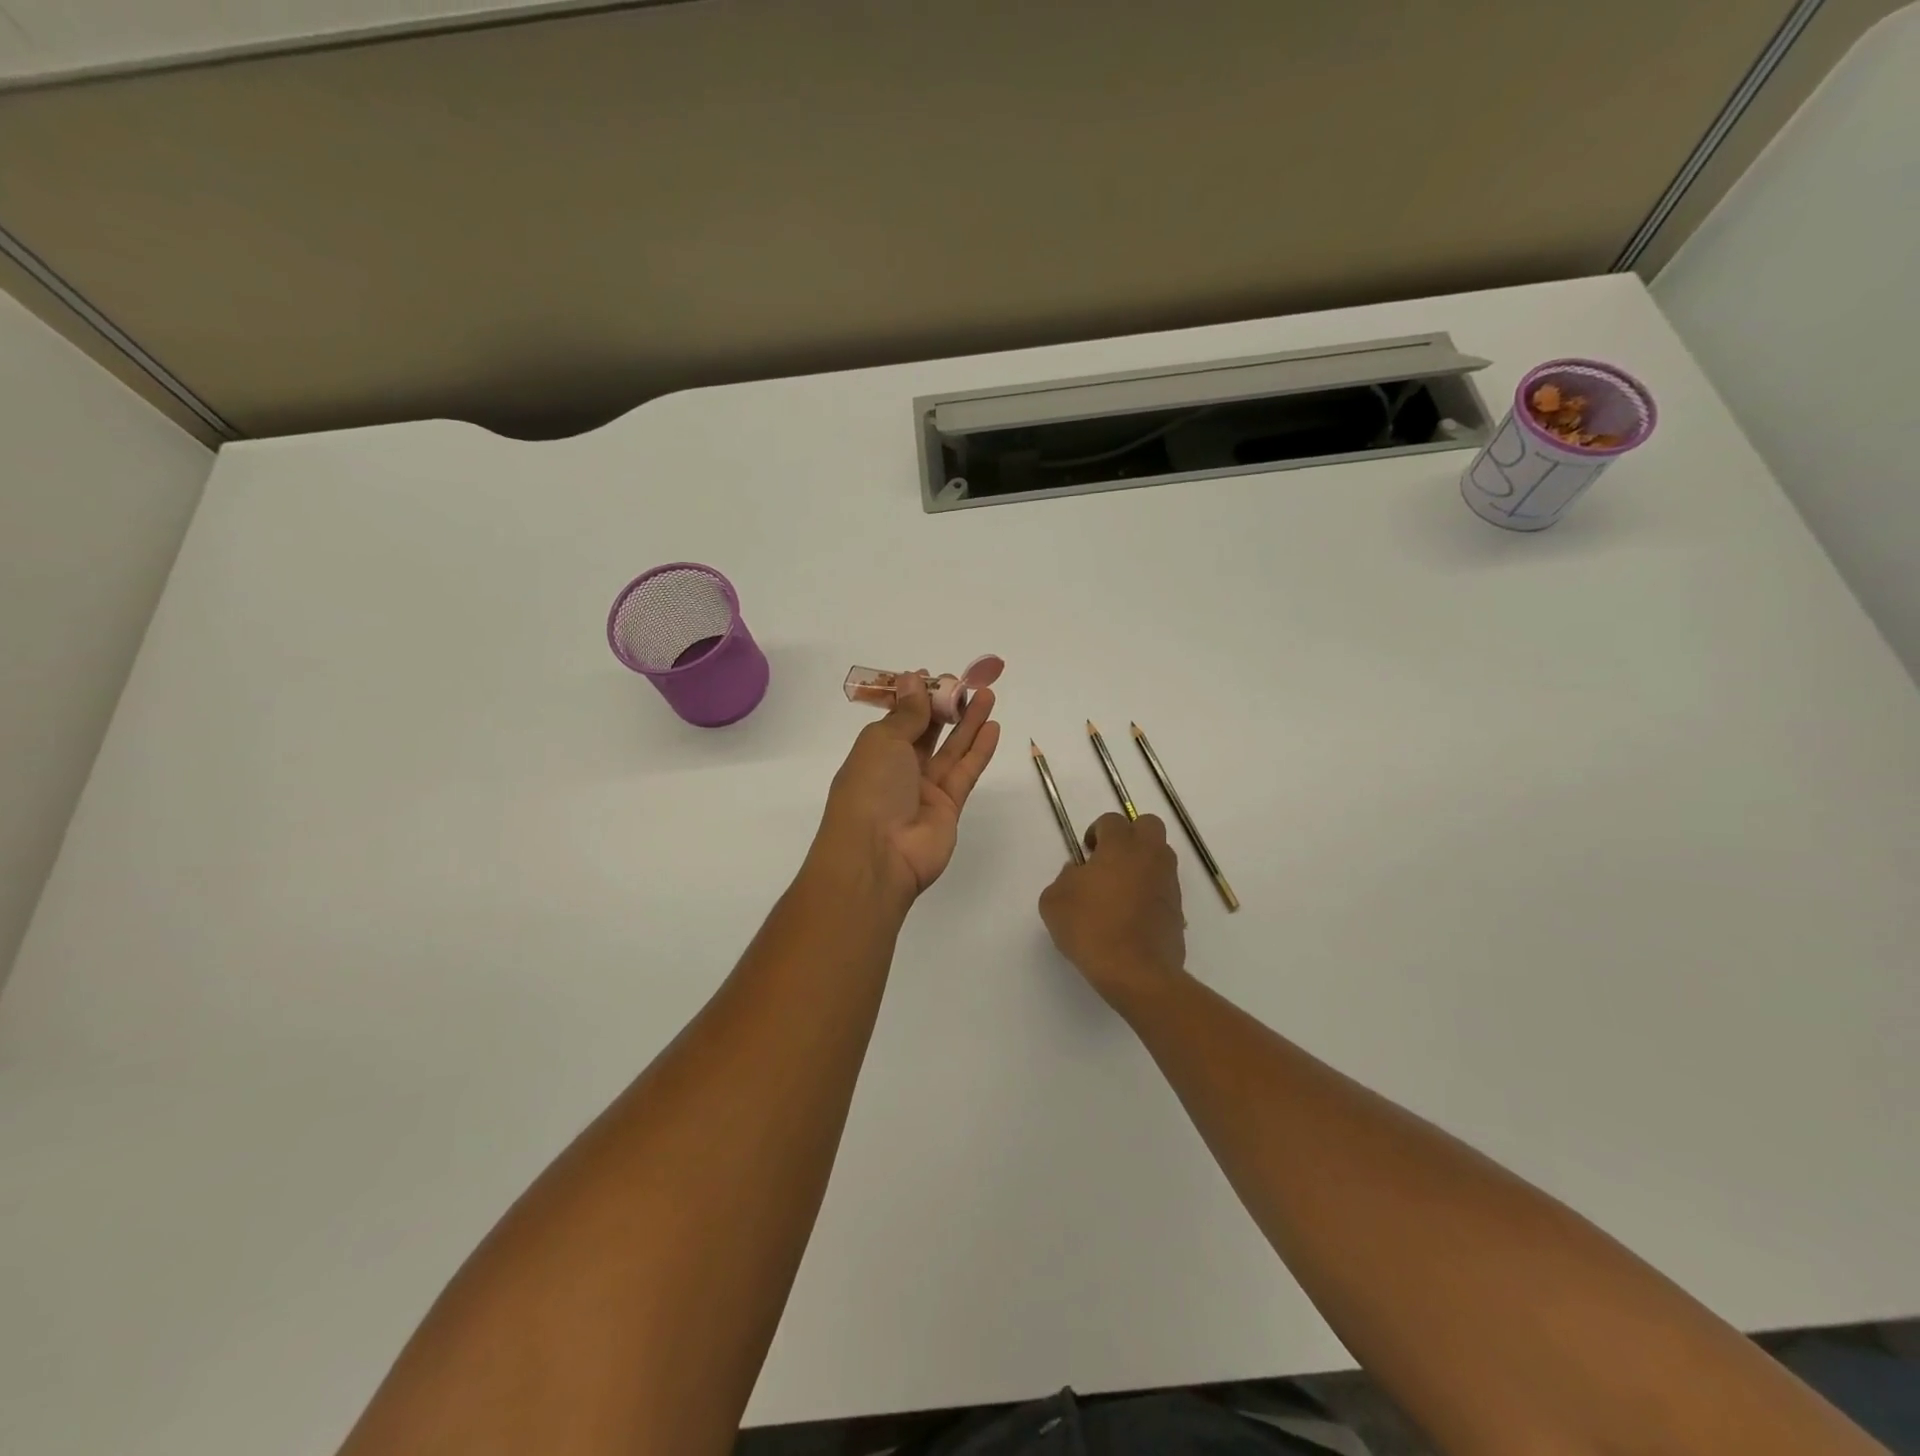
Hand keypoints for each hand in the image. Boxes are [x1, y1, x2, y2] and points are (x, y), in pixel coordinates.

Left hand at [815, 671, 1000, 902]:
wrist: (878, 855)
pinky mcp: (949, 807)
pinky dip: (979, 750)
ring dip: (968, 723)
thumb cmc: (870, 789)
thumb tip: (913, 678)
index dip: (915, 698)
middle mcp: (899, 769)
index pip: (898, 719)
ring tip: (987, 695)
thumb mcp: (883, 741)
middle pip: (926, 732)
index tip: (933, 677)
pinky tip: (993, 728)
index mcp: (874, 752)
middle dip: (944, 706)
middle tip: (965, 683)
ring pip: (951, 750)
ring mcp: (924, 790)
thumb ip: (907, 713)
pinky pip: (965, 772)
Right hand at [1040, 813, 1185, 1008]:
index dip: (1097, 831)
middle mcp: (1150, 856)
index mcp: (1120, 847)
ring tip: (1120, 889)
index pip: (1113, 820)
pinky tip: (1131, 914)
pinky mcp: (1178, 908)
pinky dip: (1150, 890)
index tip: (1086, 853)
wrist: (1136, 972)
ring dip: (1142, 862)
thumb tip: (1078, 872)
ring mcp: (1168, 882)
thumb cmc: (1091, 928)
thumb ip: (1064, 878)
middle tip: (1109, 859)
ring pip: (1160, 855)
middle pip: (1148, 825)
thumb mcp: (1054, 901)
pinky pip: (1164, 886)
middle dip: (1129, 834)